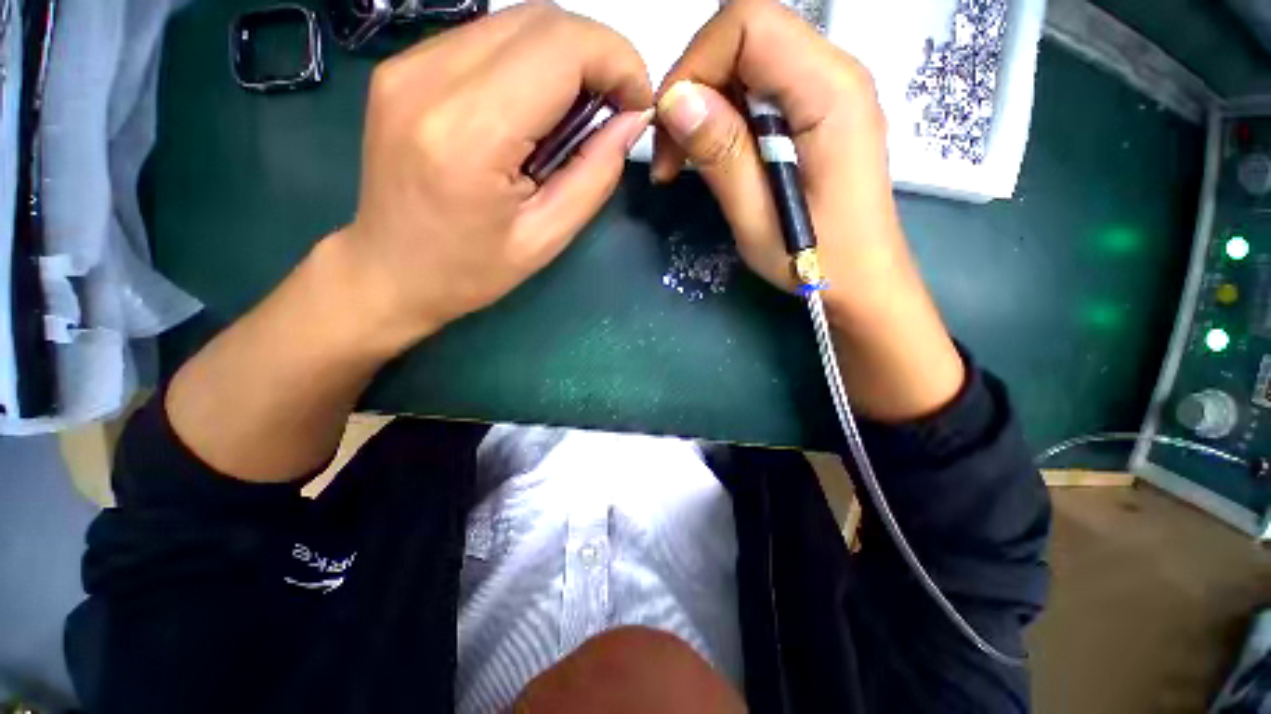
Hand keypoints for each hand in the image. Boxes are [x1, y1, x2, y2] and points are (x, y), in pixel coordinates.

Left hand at [338, 2, 653, 349]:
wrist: (389, 270)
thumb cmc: (470, 269)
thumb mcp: (546, 239)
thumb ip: (594, 176)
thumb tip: (631, 122)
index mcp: (469, 134)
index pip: (561, 47)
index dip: (618, 61)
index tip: (638, 103)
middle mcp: (430, 78)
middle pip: (540, 20)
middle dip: (598, 54)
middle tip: (615, 108)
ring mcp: (408, 64)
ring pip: (515, 21)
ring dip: (566, 58)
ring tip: (578, 114)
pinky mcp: (404, 66)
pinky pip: (487, 39)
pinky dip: (530, 62)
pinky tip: (536, 109)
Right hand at [653, 0, 963, 420]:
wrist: (862, 282)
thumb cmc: (816, 262)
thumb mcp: (759, 218)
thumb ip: (722, 155)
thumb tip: (676, 101)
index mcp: (830, 92)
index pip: (749, 24)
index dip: (696, 64)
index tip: (671, 130)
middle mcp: (836, 74)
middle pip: (747, 37)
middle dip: (695, 87)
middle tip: (673, 156)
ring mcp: (829, 91)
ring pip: (748, 63)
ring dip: (707, 106)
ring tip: (688, 163)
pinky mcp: (817, 113)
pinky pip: (760, 91)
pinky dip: (726, 118)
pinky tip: (716, 158)